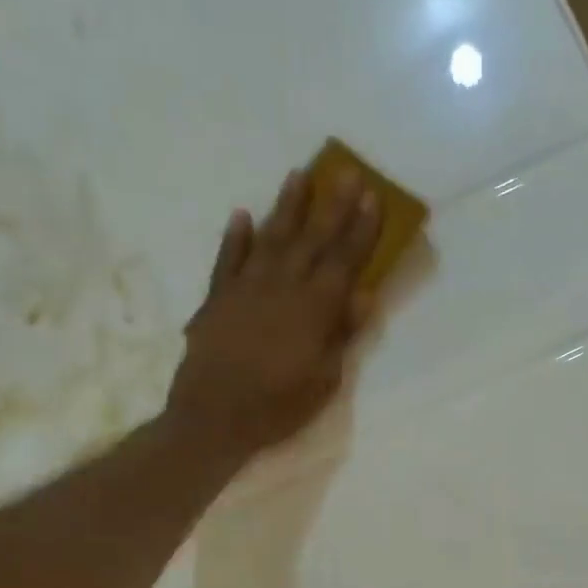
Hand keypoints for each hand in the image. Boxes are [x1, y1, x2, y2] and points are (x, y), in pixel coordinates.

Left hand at [166, 166, 380, 458]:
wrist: (214, 416)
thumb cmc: (278, 407)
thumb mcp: (323, 380)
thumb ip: (341, 335)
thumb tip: (363, 296)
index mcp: (314, 310)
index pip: (344, 261)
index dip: (360, 230)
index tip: (373, 199)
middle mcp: (282, 287)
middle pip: (312, 239)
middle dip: (332, 206)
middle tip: (346, 171)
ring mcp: (246, 288)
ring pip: (271, 238)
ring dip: (286, 206)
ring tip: (299, 175)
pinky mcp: (217, 298)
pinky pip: (228, 259)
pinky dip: (236, 238)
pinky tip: (242, 217)